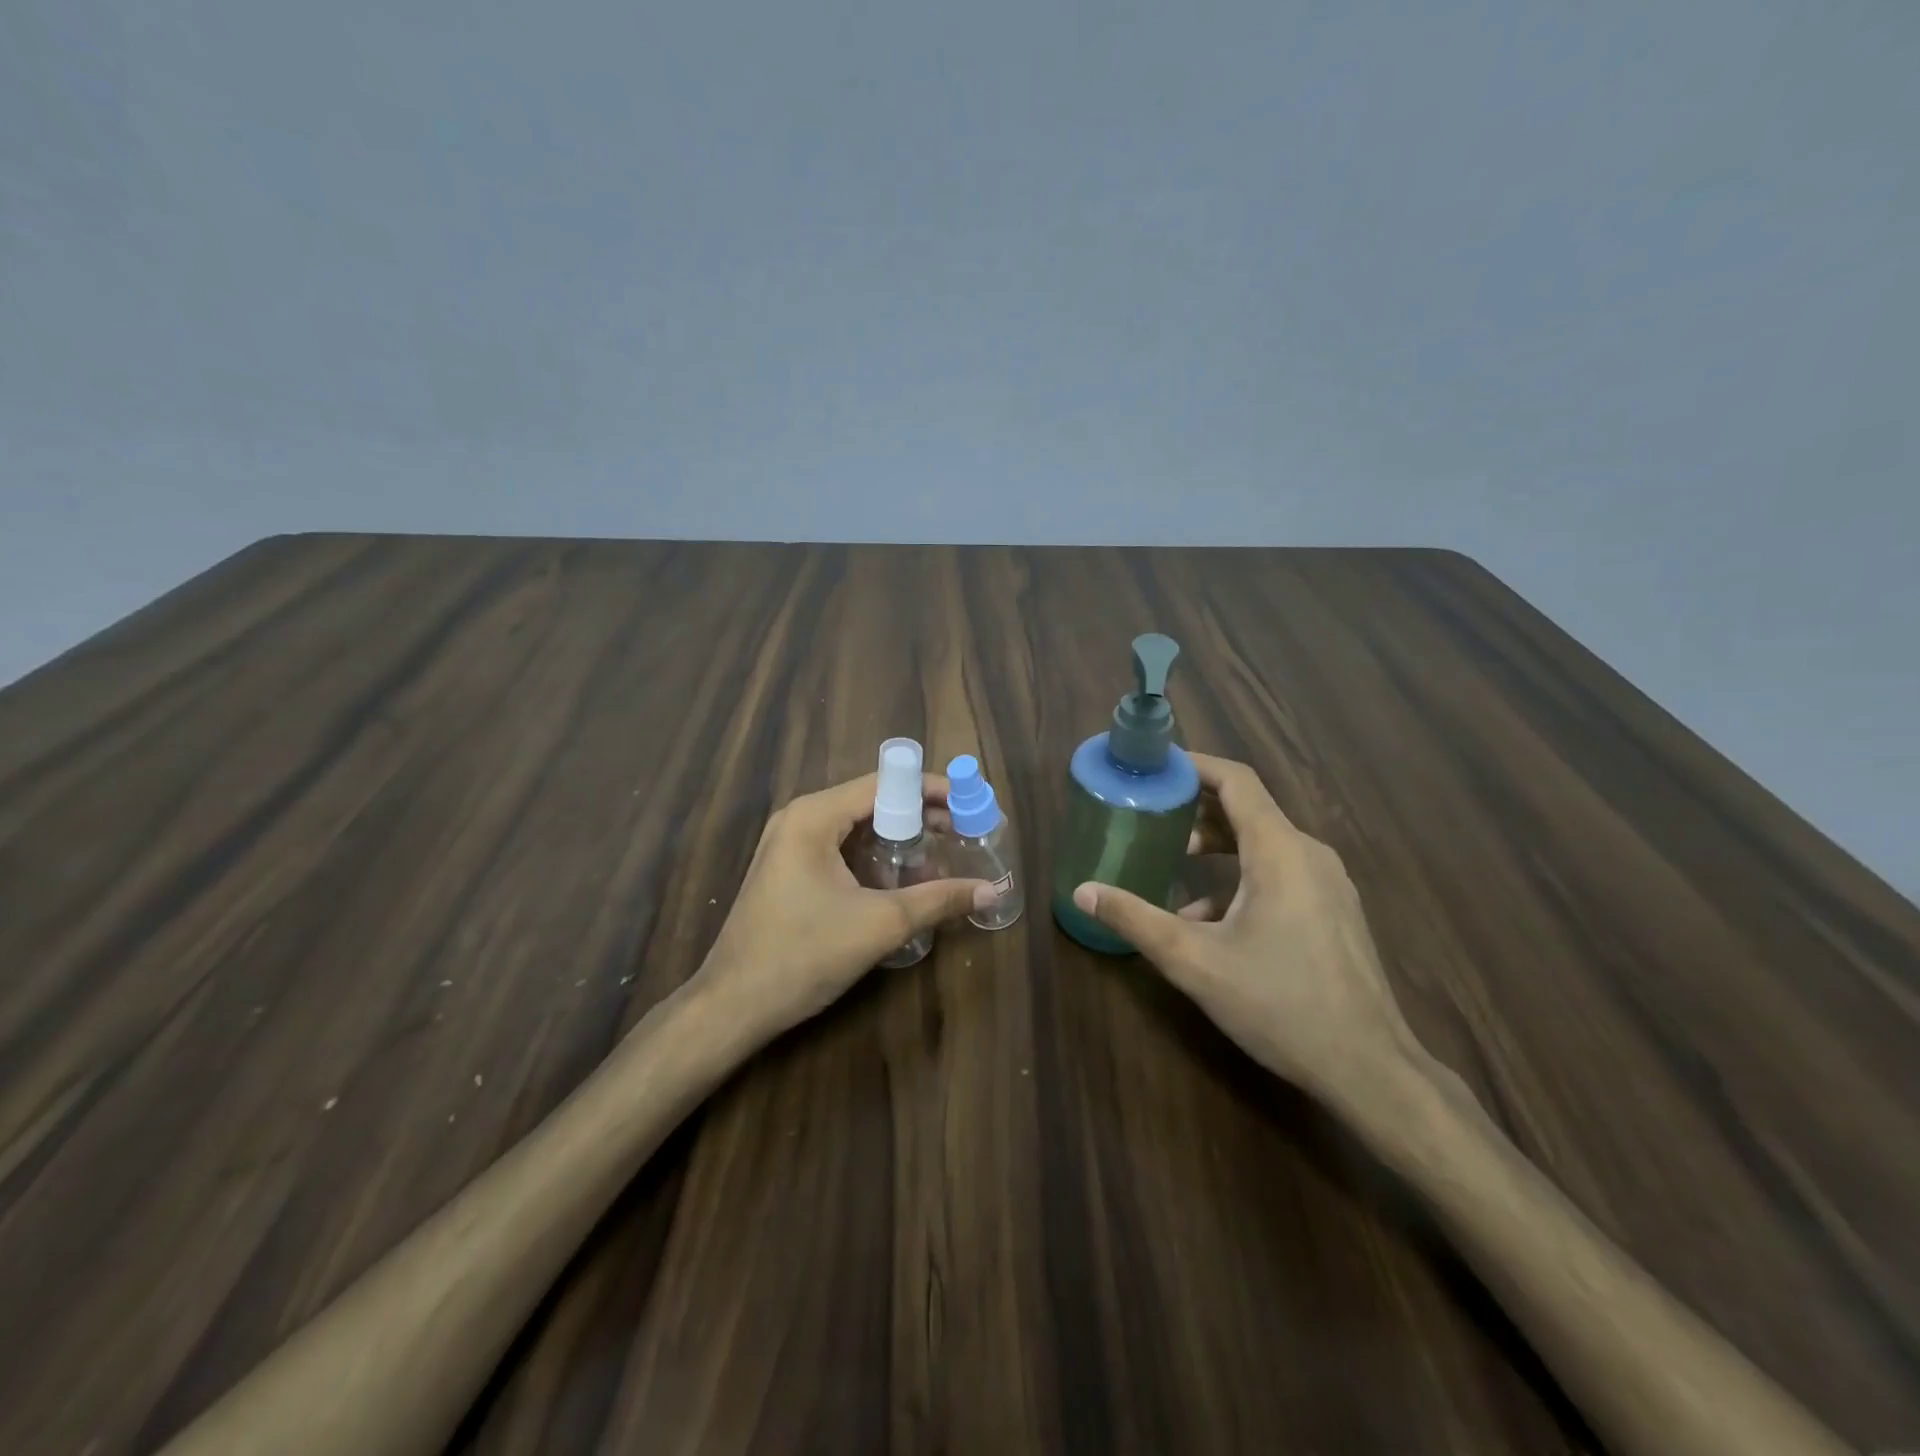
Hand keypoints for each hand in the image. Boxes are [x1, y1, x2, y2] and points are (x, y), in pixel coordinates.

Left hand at [697, 771, 993, 1043]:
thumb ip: (939, 900)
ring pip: (857, 827)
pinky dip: (874, 857)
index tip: (971, 805)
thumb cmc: (804, 955)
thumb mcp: (880, 924)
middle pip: (872, 802)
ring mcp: (788, 845)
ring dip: (899, 838)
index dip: (932, 791)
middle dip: (919, 815)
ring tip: (941, 854)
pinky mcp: (788, 871)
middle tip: (963, 833)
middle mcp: (799, 819)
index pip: (885, 783)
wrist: (732, 1007)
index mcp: (814, 816)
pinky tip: (902, 880)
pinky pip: (841, 849)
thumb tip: (994, 890)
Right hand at [1072, 753, 1418, 1101]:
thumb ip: (1135, 920)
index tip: (1155, 767)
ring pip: (1264, 842)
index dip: (1194, 765)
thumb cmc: (1279, 1003)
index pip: (1236, 780)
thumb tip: (1083, 891)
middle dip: (1197, 807)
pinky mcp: (1334, 910)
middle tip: (1152, 815)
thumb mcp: (1194, 961)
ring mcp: (1328, 883)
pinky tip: (1210, 918)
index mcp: (1279, 851)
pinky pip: (1281, 871)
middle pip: (1248, 809)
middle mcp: (1308, 853)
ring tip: (1174, 861)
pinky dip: (1240, 875)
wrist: (1369, 1068)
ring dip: (1217, 845)